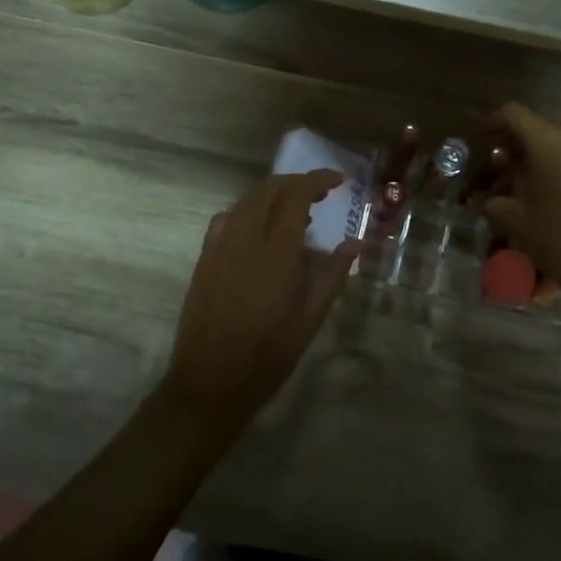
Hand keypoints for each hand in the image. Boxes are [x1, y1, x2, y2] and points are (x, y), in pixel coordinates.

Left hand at [158, 171, 360, 426]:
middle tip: (320, 194)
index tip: (338, 181)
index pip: (297, 194)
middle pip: (270, 189)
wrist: (212, 380)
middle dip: (297, 183)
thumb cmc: (270, 353)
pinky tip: (258, 228)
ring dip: (272, 194)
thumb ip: (334, 274)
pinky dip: (247, 211)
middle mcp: (247, 237)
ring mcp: (221, 244)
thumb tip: (355, 243)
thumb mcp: (312, 316)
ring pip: (247, 200)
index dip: (318, 180)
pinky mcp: (205, 257)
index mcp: (278, 250)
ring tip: (294, 210)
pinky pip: (226, 218)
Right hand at [479, 103, 560, 288]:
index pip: (513, 113)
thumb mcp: (517, 222)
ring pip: (557, 142)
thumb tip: (482, 198)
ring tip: (518, 180)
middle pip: (537, 127)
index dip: (491, 122)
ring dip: (535, 155)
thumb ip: (493, 202)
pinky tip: (546, 191)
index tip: (477, 139)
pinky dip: (556, 164)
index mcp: (550, 143)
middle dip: (512, 142)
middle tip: (494, 165)